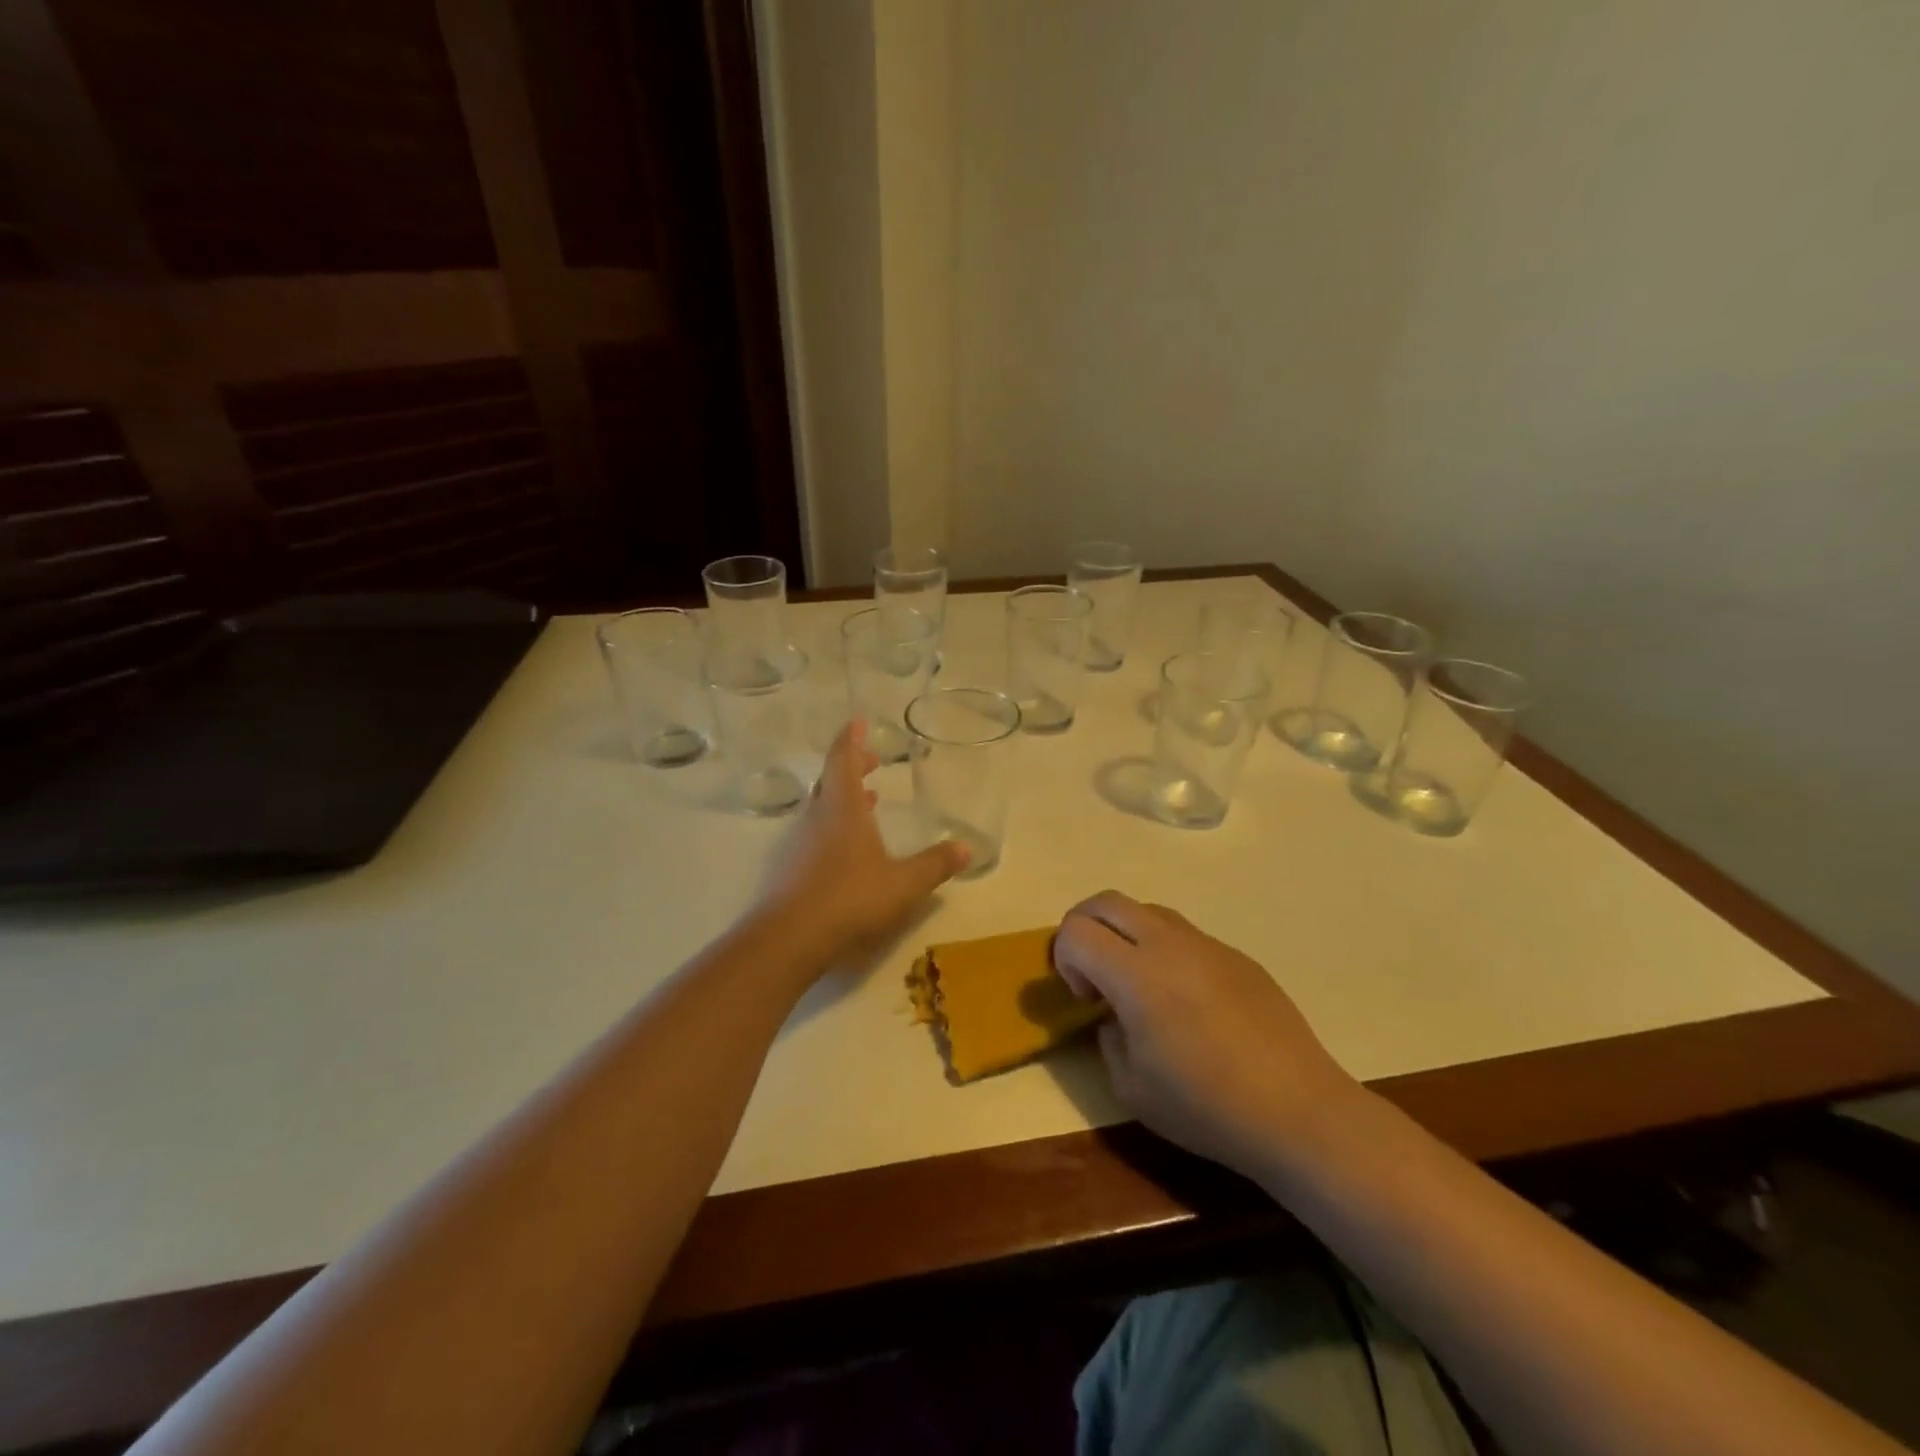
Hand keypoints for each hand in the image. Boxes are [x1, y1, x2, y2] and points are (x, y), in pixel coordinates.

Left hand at [758, 720, 968, 967]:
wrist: (788, 940)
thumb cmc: (849, 900)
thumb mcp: (903, 884)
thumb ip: (934, 865)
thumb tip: (965, 847)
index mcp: (842, 809)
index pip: (843, 760)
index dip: (851, 739)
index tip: (858, 721)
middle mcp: (816, 818)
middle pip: (830, 781)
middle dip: (851, 767)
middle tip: (871, 763)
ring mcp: (797, 845)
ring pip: (820, 809)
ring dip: (843, 800)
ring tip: (868, 804)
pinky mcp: (787, 871)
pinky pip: (813, 835)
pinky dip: (832, 828)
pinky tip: (847, 852)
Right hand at [1053, 891, 1361, 1181]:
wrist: (1298, 1112)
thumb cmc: (1207, 1108)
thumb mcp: (1131, 1089)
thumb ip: (1107, 1039)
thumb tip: (1114, 1016)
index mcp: (1136, 975)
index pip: (1075, 930)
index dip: (1064, 959)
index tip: (1087, 999)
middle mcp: (1168, 944)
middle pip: (1106, 902)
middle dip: (1085, 928)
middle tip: (1095, 975)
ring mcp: (1207, 944)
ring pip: (1147, 910)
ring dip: (1126, 935)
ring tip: (1141, 985)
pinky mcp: (1237, 955)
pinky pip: (1186, 934)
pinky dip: (1165, 950)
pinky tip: (1189, 1002)